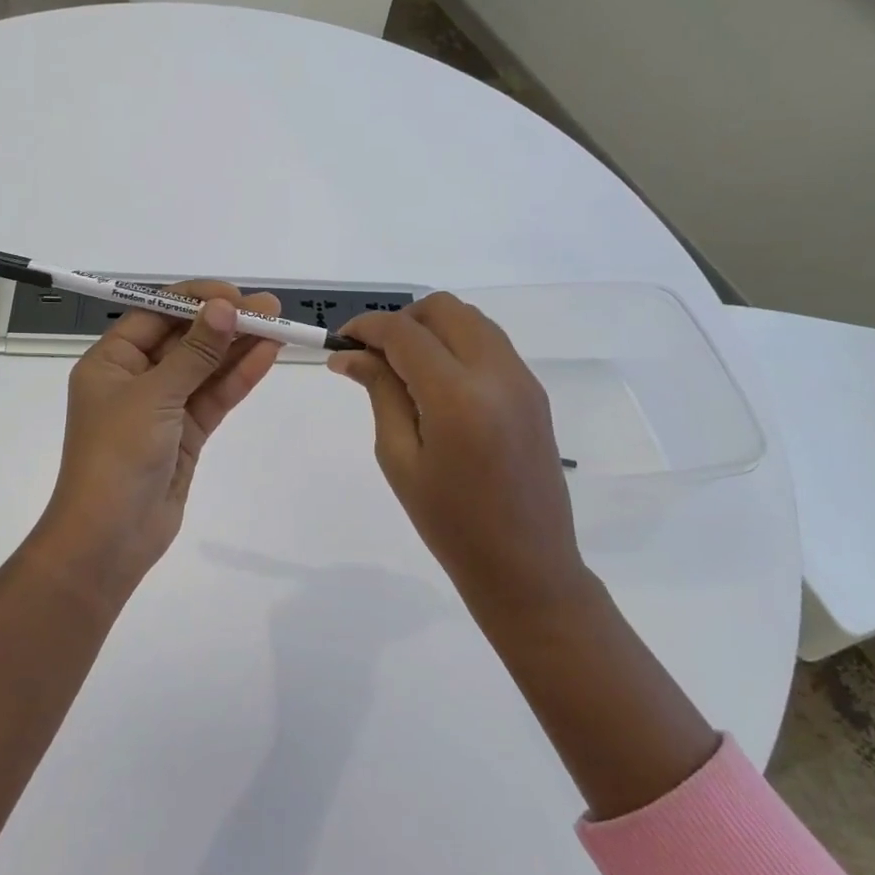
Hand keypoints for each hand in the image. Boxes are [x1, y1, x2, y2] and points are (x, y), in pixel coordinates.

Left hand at [29, 280, 282, 590]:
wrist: (110, 538)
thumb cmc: (117, 456)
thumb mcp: (154, 396)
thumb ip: (194, 353)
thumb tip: (225, 308)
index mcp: (111, 361)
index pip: (155, 314)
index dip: (195, 301)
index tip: (234, 295)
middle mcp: (135, 378)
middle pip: (184, 339)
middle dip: (224, 322)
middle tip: (270, 308)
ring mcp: (162, 407)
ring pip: (204, 368)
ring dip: (238, 347)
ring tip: (279, 326)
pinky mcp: (185, 433)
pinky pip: (214, 396)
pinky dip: (238, 378)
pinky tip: (267, 356)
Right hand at [330, 293, 588, 617]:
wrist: (526, 565)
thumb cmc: (450, 523)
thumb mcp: (399, 458)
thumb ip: (379, 393)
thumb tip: (348, 354)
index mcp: (458, 396)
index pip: (404, 333)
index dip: (367, 327)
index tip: (340, 341)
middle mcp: (496, 373)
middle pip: (443, 309)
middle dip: (402, 320)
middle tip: (374, 356)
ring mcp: (522, 379)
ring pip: (470, 319)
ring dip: (431, 329)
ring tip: (404, 369)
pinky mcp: (533, 391)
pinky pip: (490, 343)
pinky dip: (457, 344)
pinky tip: (437, 383)